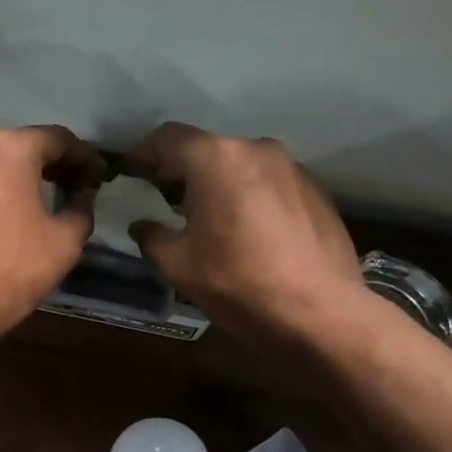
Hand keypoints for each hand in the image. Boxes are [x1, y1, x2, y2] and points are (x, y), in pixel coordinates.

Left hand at [0, 126, 106, 347]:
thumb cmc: (7, 272)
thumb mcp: (63, 244)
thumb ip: (80, 211)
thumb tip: (80, 200)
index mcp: (7, 150)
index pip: (57, 139)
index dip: (84, 157)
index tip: (97, 178)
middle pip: (17, 150)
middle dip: (46, 167)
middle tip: (68, 190)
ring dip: (8, 184)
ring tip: (25, 212)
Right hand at [122, 123, 371, 343]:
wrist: (322, 313)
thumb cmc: (239, 283)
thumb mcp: (178, 265)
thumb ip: (152, 237)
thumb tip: (142, 225)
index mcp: (217, 159)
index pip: (168, 138)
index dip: (143, 153)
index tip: (130, 172)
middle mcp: (257, 150)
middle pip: (206, 148)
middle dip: (179, 169)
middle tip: (161, 196)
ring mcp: (292, 168)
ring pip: (239, 164)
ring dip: (215, 182)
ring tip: (203, 215)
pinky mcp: (315, 191)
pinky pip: (267, 182)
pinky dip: (246, 194)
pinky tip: (243, 229)